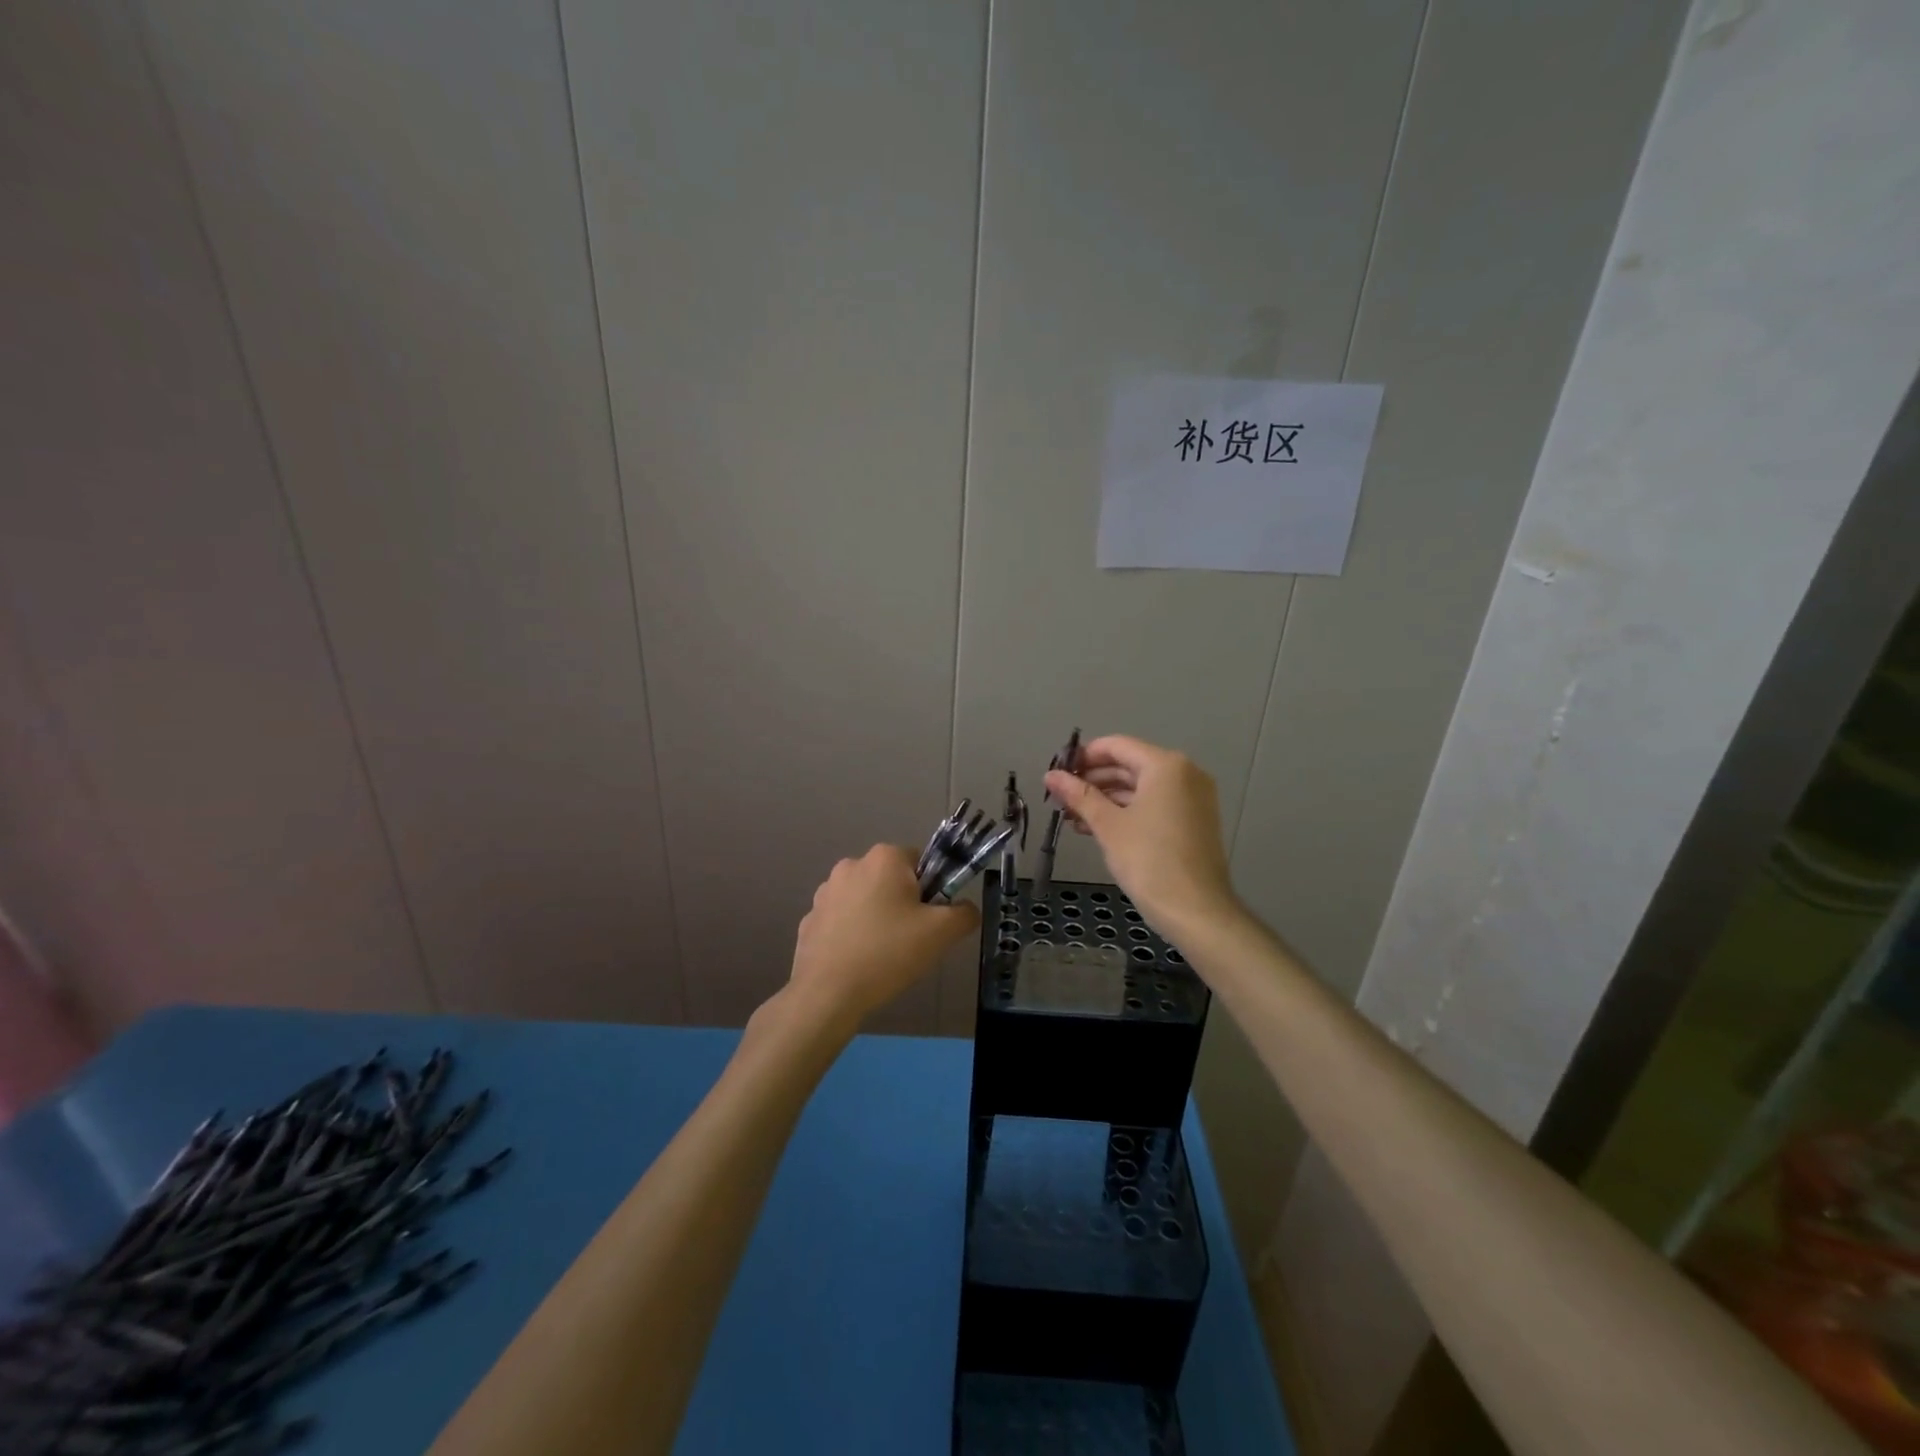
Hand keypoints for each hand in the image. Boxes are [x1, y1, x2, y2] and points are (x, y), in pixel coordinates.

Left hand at [786, 844, 978, 1024]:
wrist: (827, 993)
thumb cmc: (888, 953)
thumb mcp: (942, 933)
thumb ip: (965, 913)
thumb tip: (965, 909)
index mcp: (884, 858)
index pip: (921, 862)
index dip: (931, 891)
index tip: (928, 921)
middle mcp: (851, 864)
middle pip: (891, 880)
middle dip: (903, 904)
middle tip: (910, 940)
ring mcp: (825, 892)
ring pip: (866, 899)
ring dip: (876, 918)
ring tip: (882, 955)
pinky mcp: (809, 919)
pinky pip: (842, 921)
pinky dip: (852, 935)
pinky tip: (857, 962)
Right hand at [1044, 735, 1240, 939]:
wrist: (1197, 911)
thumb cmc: (1149, 861)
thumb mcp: (1108, 825)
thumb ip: (1079, 795)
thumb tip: (1050, 775)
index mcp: (1166, 766)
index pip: (1117, 746)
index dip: (1083, 756)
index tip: (1057, 773)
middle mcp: (1185, 774)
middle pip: (1129, 765)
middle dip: (1093, 780)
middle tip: (1061, 797)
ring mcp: (1193, 798)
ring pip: (1141, 787)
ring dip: (1106, 799)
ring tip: (1073, 817)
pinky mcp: (1194, 821)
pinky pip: (1154, 804)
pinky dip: (1127, 811)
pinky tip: (1097, 828)